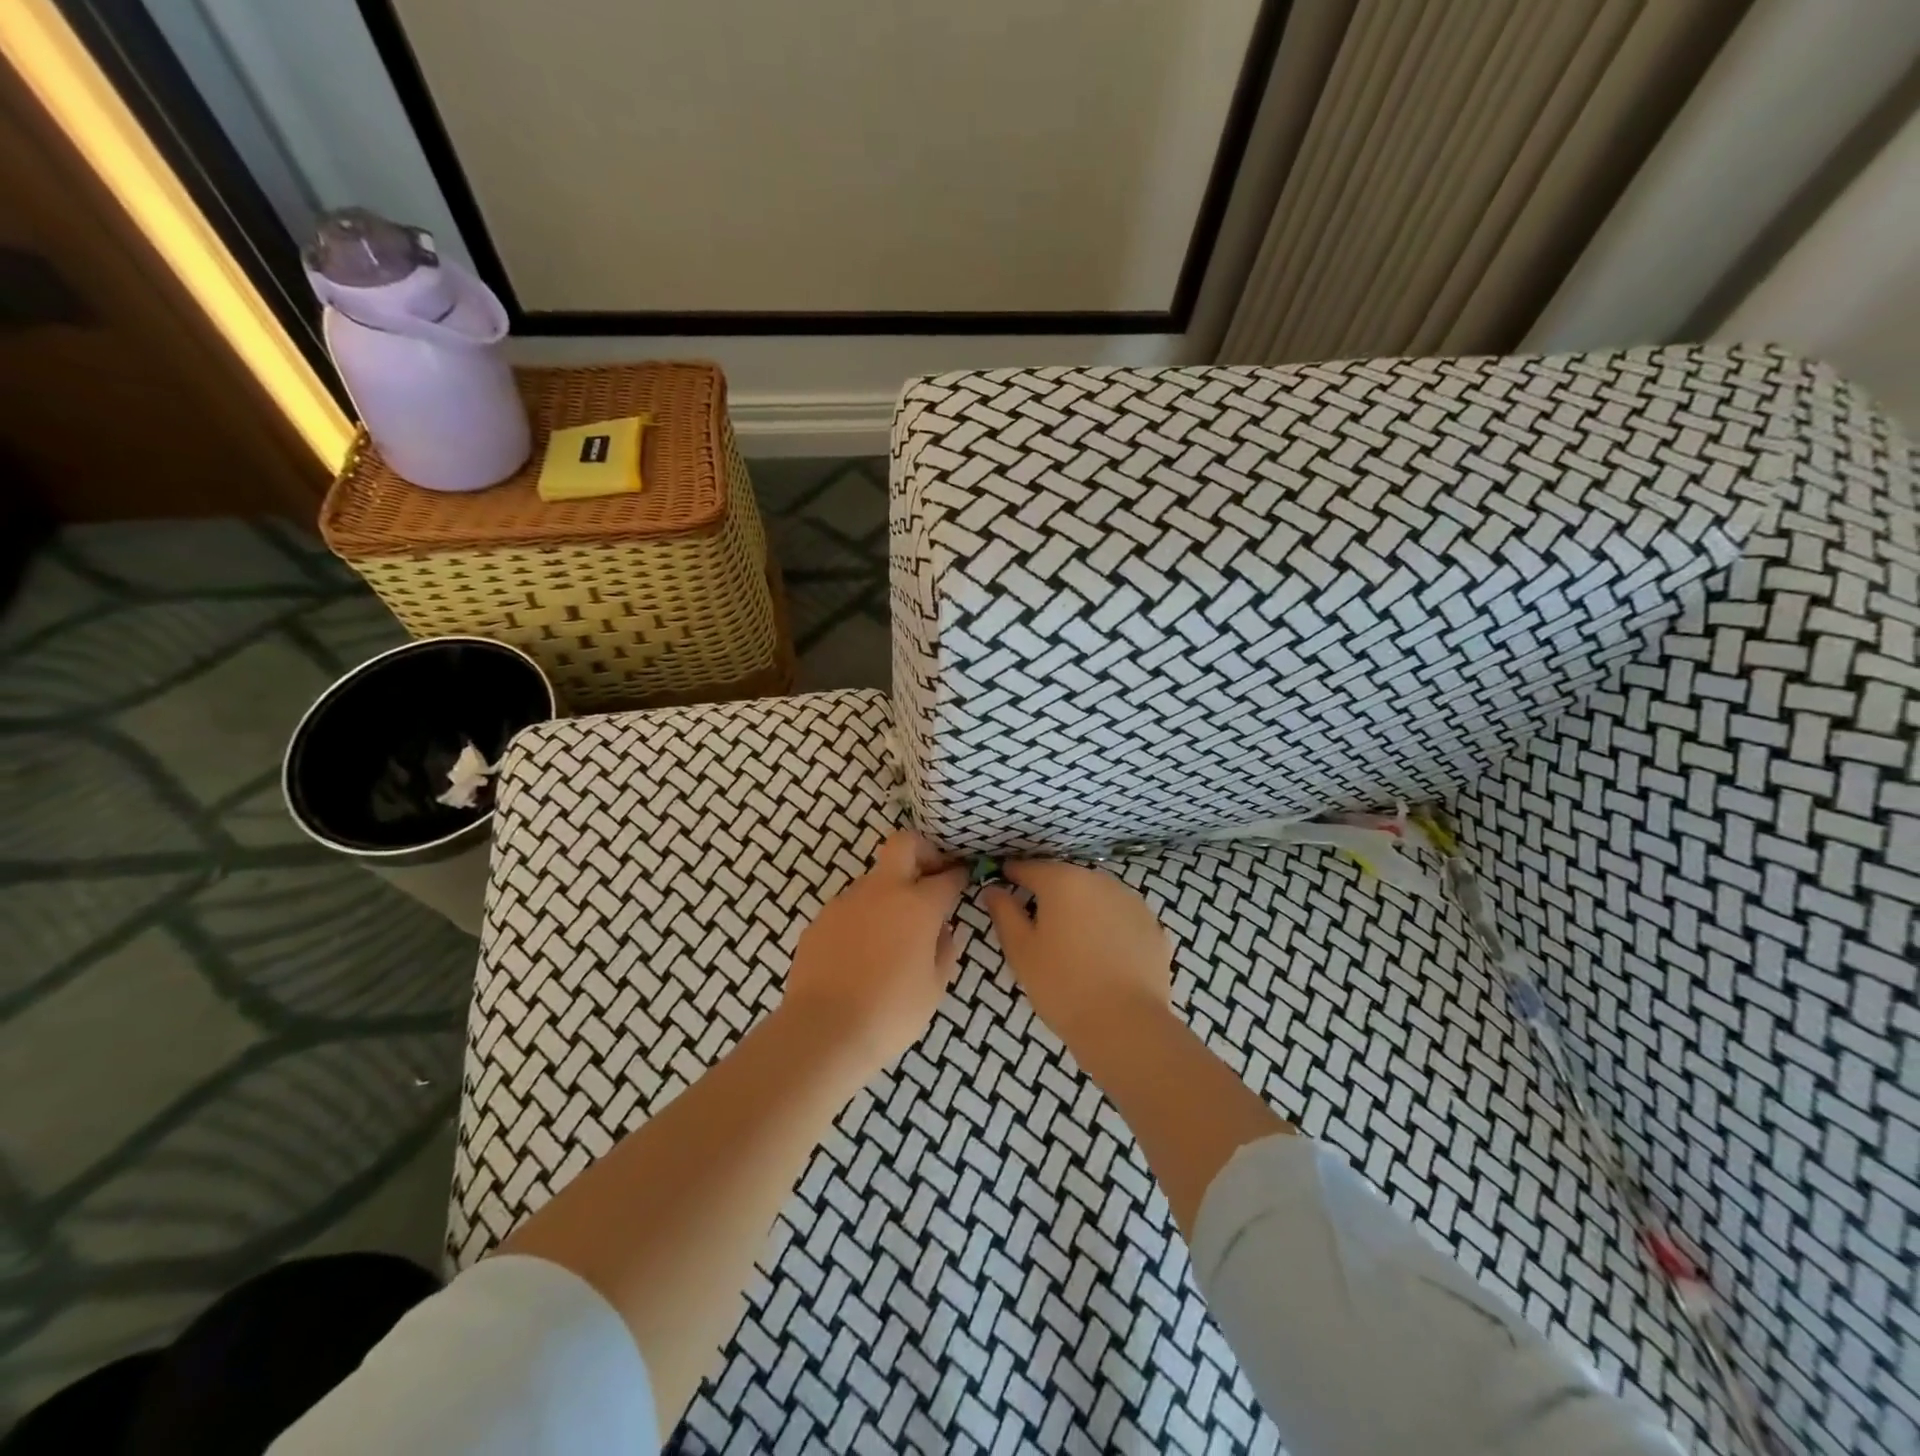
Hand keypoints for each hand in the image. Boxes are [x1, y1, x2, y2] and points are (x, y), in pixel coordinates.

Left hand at [783, 830, 966, 1074]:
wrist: (824, 1030)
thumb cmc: (891, 1012)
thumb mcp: (934, 987)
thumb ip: (944, 950)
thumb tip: (943, 930)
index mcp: (917, 905)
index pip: (947, 877)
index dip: (958, 875)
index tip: (963, 879)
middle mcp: (882, 891)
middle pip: (903, 844)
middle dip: (922, 851)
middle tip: (929, 876)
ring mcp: (846, 902)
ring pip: (874, 879)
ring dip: (889, 892)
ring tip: (892, 932)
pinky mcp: (820, 920)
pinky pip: (850, 908)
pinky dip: (863, 918)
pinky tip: (862, 952)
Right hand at [980, 860, 1172, 1047]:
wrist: (1126, 1025)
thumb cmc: (1062, 985)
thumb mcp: (1020, 950)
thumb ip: (1004, 912)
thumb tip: (993, 888)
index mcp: (1063, 881)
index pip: (1030, 868)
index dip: (1012, 875)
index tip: (1002, 887)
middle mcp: (1099, 880)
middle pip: (1065, 879)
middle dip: (1049, 894)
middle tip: (1037, 924)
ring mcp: (1131, 901)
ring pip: (1096, 896)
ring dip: (1081, 909)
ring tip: (1072, 942)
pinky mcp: (1153, 926)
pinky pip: (1120, 917)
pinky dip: (1108, 927)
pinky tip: (1102, 955)